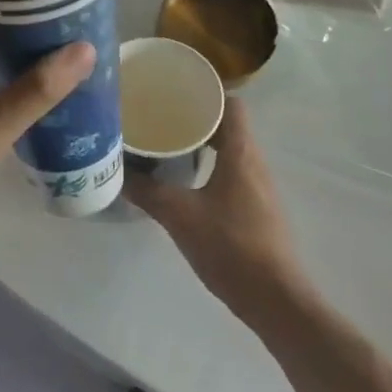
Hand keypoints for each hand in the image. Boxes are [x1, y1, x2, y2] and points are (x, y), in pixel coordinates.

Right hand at [126, 100, 308, 324]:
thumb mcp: (179, 216)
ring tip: (167, 145)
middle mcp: (254, 162)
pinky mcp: (257, 209)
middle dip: (196, 118)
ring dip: (203, 144)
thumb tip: (116, 172)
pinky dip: (210, 167)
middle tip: (161, 118)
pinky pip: (232, 173)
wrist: (275, 299)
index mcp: (241, 152)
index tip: (175, 92)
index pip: (231, 103)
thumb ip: (147, 191)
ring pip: (230, 150)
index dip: (206, 92)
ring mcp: (259, 187)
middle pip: (229, 125)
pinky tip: (185, 182)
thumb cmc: (230, 247)